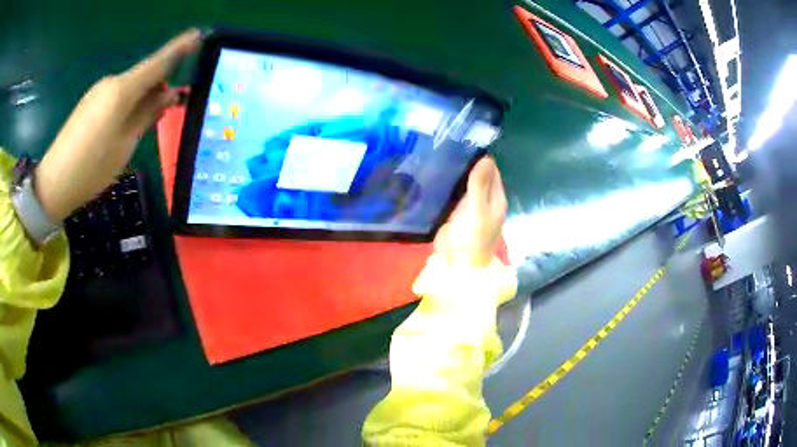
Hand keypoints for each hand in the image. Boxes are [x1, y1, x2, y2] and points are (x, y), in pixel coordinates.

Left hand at [34, 29, 200, 220]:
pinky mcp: (90, 103)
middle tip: (175, 99)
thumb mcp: (125, 145)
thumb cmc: (91, 168)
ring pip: (130, 86)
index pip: (157, 63)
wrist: (54, 182)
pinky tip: (129, 119)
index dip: (178, 49)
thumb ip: (147, 115)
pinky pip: (117, 94)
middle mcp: (111, 83)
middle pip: (143, 74)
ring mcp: (98, 92)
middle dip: (161, 81)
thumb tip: (170, 94)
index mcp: (122, 91)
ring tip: (152, 114)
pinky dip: (130, 101)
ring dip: (145, 93)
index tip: (198, 34)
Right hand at [433, 157, 506, 267]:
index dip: (481, 157)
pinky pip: (454, 194)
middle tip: (447, 146)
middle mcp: (486, 201)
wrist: (456, 265)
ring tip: (439, 155)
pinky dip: (449, 185)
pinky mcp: (456, 214)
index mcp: (496, 199)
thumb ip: (480, 184)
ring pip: (466, 184)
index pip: (492, 171)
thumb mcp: (477, 210)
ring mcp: (471, 208)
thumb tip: (486, 157)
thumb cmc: (471, 238)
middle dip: (467, 163)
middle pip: (479, 176)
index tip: (463, 142)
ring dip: (457, 173)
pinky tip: (436, 175)